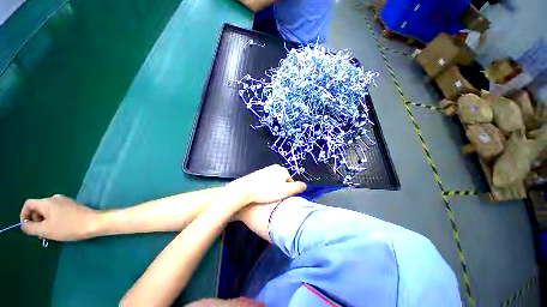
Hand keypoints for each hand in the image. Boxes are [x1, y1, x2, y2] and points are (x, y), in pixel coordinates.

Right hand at [20, 194, 98, 240]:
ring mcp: (65, 201)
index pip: (28, 204)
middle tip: (41, 233)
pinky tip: (59, 229)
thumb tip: (24, 225)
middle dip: (36, 221)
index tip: (28, 227)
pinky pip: (57, 212)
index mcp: (47, 201)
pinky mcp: (73, 206)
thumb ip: (31, 228)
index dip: (24, 215)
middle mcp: (55, 198)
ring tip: (50, 233)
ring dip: (45, 222)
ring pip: (48, 211)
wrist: (94, 223)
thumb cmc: (68, 227)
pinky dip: (54, 220)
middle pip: (38, 208)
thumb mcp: (45, 230)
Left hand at [226, 164, 306, 206]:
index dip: (287, 192)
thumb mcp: (286, 191)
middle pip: (282, 181)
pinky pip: (266, 181)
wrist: (245, 189)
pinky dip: (266, 186)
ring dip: (273, 188)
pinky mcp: (258, 173)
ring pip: (274, 181)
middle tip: (274, 197)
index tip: (281, 198)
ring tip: (267, 196)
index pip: (290, 182)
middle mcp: (275, 167)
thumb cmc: (267, 191)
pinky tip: (261, 192)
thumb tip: (305, 185)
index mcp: (283, 170)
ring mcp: (265, 169)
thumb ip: (298, 187)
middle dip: (280, 189)